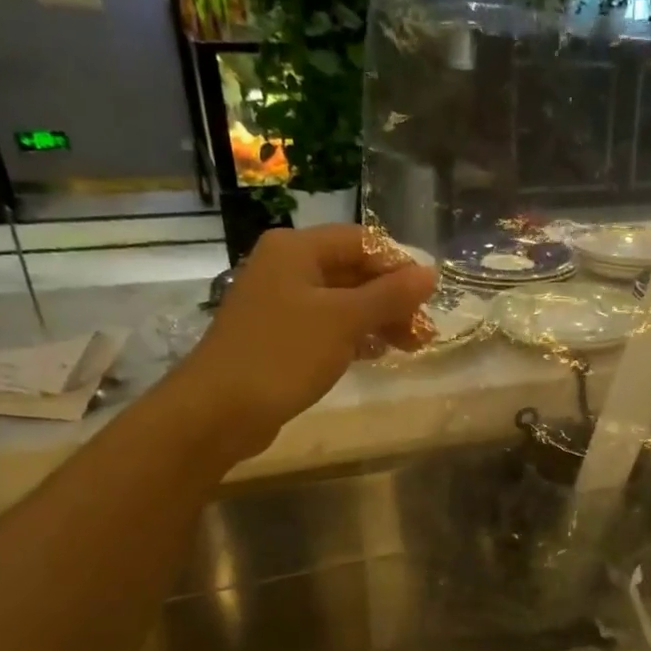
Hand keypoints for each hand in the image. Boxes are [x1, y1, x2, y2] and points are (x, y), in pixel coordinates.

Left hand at [178, 225, 436, 456]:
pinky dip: (355, 336)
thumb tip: (431, 274)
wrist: (220, 409)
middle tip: (424, 329)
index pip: (361, 241)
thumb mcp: (344, 321)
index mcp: (296, 249)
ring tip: (411, 346)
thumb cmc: (284, 354)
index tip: (430, 295)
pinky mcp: (280, 336)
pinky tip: (378, 353)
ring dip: (379, 319)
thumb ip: (390, 295)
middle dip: (392, 298)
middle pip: (353, 271)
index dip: (399, 264)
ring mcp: (281, 303)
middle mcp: (286, 267)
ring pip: (343, 301)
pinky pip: (328, 326)